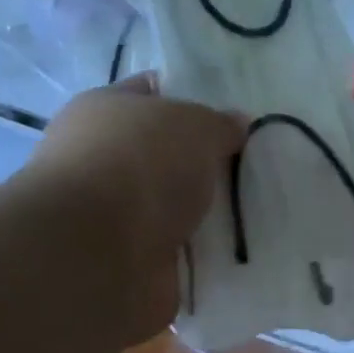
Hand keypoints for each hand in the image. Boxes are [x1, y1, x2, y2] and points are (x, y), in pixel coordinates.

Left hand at [30, 74, 246, 343]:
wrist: (97, 254)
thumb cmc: (140, 165)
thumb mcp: (195, 125)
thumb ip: (220, 124)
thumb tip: (235, 125)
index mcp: (104, 110)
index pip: (152, 92)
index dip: (192, 97)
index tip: (234, 117)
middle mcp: (102, 159)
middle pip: (167, 154)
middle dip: (207, 162)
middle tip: (254, 166)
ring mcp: (114, 213)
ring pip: (175, 205)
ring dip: (207, 212)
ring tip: (256, 211)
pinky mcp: (130, 260)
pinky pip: (180, 251)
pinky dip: (204, 253)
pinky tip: (239, 249)